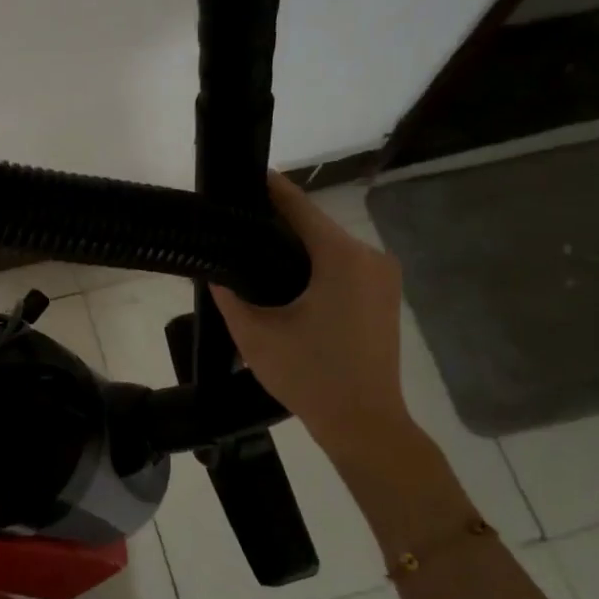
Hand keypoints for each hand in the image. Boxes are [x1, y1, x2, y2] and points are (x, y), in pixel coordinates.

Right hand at [211, 173, 415, 463]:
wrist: (365, 423)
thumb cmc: (309, 376)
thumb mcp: (255, 335)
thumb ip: (229, 295)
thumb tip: (214, 269)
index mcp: (340, 258)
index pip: (299, 207)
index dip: (269, 189)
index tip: (242, 175)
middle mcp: (368, 256)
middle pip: (315, 225)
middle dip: (277, 222)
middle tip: (236, 223)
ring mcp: (383, 276)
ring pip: (329, 246)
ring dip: (296, 245)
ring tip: (254, 249)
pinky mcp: (385, 295)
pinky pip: (343, 265)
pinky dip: (315, 264)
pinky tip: (286, 277)